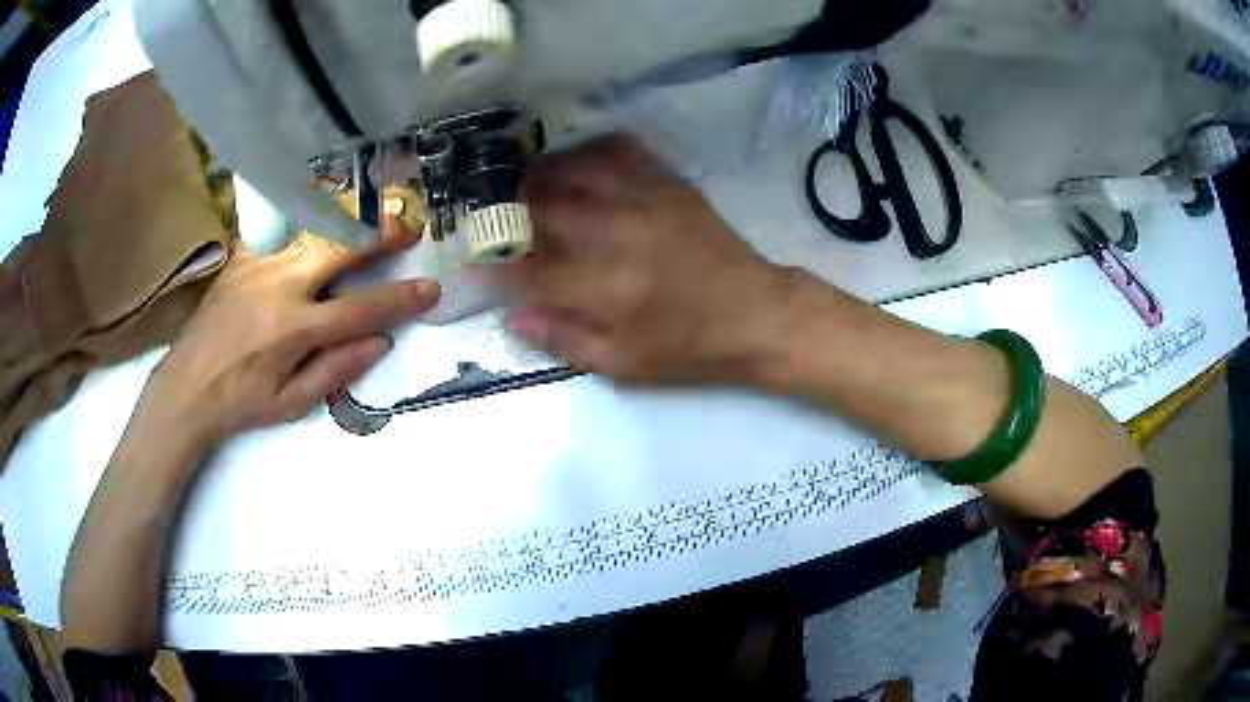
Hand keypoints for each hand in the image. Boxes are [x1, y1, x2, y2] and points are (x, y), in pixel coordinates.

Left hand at [139, 229, 439, 448]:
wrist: (186, 387)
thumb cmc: (240, 403)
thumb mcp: (291, 403)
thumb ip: (336, 370)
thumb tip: (381, 341)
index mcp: (292, 330)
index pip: (359, 308)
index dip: (400, 298)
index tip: (430, 288)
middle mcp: (277, 286)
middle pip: (339, 248)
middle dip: (380, 234)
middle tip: (410, 226)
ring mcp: (257, 265)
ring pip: (312, 228)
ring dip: (351, 218)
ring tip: (377, 211)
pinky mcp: (242, 257)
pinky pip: (281, 229)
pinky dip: (307, 218)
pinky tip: (324, 215)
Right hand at [505, 136, 790, 383]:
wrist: (758, 314)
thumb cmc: (691, 348)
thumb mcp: (626, 364)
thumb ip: (564, 339)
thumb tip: (512, 315)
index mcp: (605, 288)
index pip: (529, 267)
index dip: (495, 262)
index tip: (475, 258)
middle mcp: (618, 234)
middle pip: (543, 207)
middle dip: (508, 209)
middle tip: (494, 214)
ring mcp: (645, 202)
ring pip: (575, 169)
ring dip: (540, 174)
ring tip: (525, 183)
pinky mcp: (669, 185)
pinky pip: (621, 151)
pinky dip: (590, 151)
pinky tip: (578, 161)